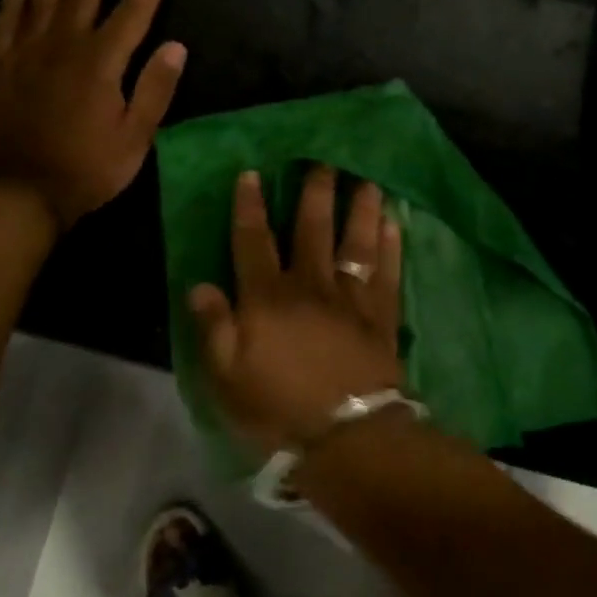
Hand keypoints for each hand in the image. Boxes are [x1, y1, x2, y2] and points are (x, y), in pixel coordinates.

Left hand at [0, 0, 185, 228]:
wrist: (17, 192)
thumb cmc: (86, 169)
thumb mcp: (135, 137)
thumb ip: (155, 89)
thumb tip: (176, 46)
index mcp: (102, 63)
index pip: (132, 12)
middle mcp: (64, 47)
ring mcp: (26, 55)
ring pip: (42, 2)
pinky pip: (5, 25)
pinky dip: (12, 2)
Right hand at [188, 165, 404, 454]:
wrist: (347, 435)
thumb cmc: (277, 408)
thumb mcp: (226, 377)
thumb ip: (214, 327)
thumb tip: (200, 285)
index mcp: (267, 297)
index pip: (254, 241)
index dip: (249, 207)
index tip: (252, 174)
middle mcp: (310, 285)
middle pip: (312, 229)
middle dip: (315, 193)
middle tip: (324, 161)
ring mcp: (350, 298)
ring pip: (355, 242)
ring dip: (361, 209)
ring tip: (368, 182)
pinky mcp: (381, 316)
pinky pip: (387, 272)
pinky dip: (391, 246)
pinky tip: (396, 224)